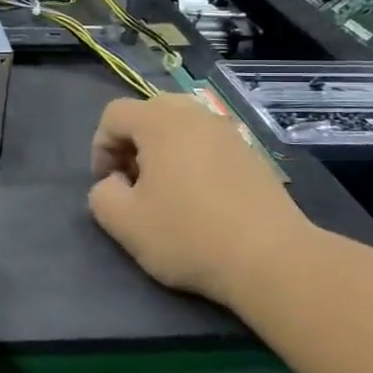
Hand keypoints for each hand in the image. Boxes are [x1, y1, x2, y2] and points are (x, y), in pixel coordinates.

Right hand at [88, 92, 310, 299]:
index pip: (114, 115)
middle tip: (134, 183)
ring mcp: (228, 132)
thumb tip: (115, 182)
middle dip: (132, 144)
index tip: (108, 184)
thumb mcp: (123, 222)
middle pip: (148, 113)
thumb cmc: (188, 235)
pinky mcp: (251, 154)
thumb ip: (101, 193)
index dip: (100, 148)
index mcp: (160, 121)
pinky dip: (192, 160)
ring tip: (165, 192)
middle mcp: (195, 114)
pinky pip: (207, 144)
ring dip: (162, 152)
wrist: (272, 259)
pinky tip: (199, 199)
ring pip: (180, 127)